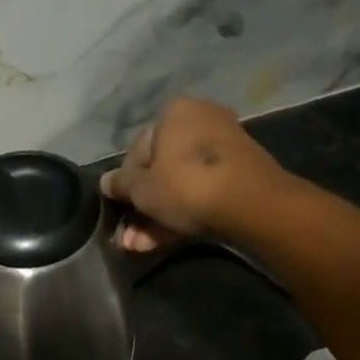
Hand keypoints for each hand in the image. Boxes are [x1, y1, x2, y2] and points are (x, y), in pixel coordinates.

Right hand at [100, 97, 288, 251]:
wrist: (253, 205)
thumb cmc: (187, 185)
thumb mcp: (141, 188)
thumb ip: (120, 185)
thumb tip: (105, 182)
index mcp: (175, 113)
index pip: (138, 149)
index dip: (125, 182)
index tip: (119, 207)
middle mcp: (201, 121)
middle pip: (160, 170)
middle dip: (141, 207)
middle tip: (127, 237)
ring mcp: (224, 149)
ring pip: (180, 185)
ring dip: (156, 217)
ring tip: (139, 247)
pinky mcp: (240, 175)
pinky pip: (201, 193)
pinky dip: (182, 214)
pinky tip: (161, 242)